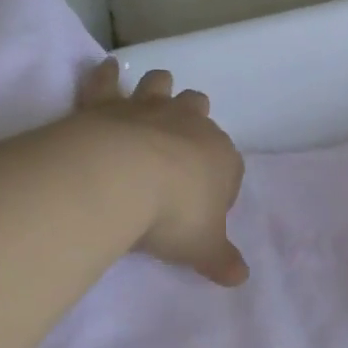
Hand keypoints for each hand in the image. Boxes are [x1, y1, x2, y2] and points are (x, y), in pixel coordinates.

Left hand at [74, 58, 249, 285]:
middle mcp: (187, 124)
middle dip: (194, 120)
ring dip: (159, 88)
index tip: (206, 205)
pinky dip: (106, 76)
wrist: (121, 179)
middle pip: (198, 110)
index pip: (229, 165)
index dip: (220, 183)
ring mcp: (147, 109)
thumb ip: (222, 260)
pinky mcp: (107, 105)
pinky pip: (107, 83)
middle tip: (183, 140)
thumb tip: (241, 278)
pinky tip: (106, 69)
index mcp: (219, 156)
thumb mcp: (203, 247)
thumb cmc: (173, 215)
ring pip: (161, 85)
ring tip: (155, 94)